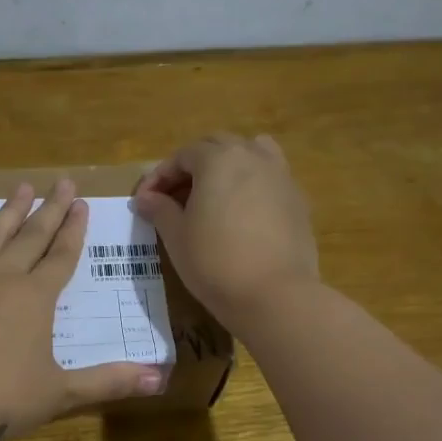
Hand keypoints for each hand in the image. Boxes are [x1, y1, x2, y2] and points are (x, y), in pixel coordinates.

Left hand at [0, 178, 165, 440]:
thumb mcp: (61, 393)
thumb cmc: (3, 398)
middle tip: (62, 183)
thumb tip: (159, 380)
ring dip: (7, 212)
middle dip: (49, 210)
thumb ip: (108, 381)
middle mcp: (1, 278)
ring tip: (20, 187)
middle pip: (31, 237)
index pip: (62, 257)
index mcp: (36, 298)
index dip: (74, 231)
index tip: (82, 204)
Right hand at [133, 133, 319, 332]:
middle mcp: (252, 156)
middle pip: (217, 146)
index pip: (182, 156)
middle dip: (192, 166)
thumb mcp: (177, 236)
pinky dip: (251, 183)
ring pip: (251, 152)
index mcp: (219, 159)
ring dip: (227, 164)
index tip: (144, 201)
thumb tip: (145, 198)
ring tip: (213, 193)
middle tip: (174, 196)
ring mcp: (280, 176)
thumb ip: (160, 210)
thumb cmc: (215, 262)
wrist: (274, 294)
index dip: (159, 176)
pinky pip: (269, 177)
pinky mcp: (297, 199)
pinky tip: (241, 212)